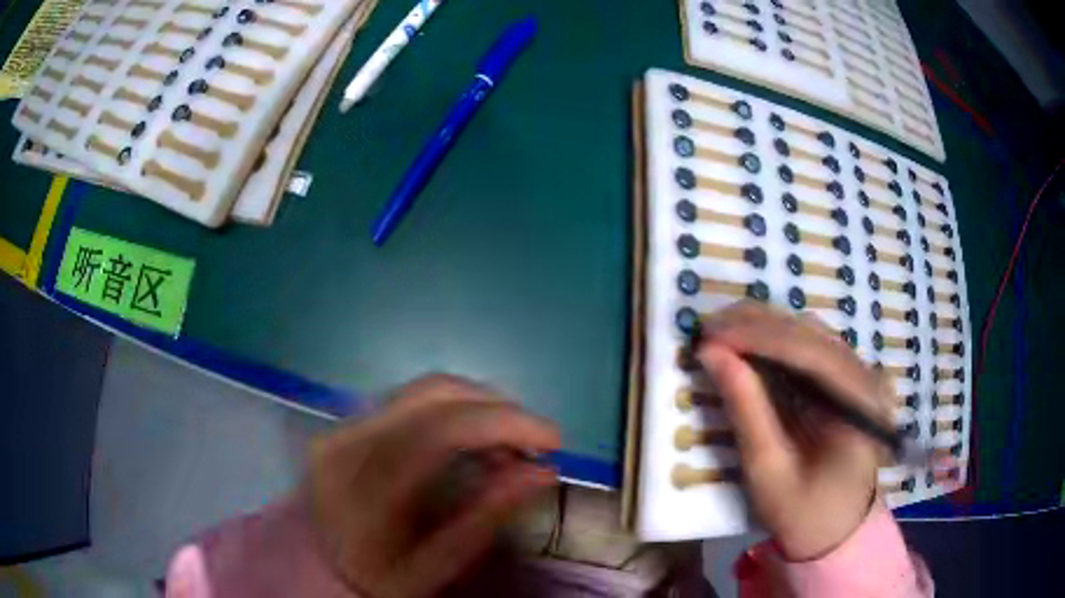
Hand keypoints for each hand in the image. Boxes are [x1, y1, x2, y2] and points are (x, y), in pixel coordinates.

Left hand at [306, 374, 560, 597]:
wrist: (317, 567)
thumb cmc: (378, 577)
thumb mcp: (435, 567)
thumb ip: (485, 519)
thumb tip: (542, 472)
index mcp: (366, 488)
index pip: (442, 431)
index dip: (506, 423)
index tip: (554, 440)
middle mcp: (347, 441)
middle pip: (433, 393)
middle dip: (497, 407)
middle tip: (535, 439)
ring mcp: (341, 426)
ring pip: (422, 388)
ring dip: (477, 404)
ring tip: (509, 440)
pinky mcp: (344, 422)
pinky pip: (408, 400)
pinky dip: (452, 409)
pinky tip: (472, 437)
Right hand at [697, 302, 889, 560]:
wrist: (837, 530)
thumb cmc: (804, 513)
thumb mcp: (769, 472)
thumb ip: (746, 411)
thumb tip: (712, 355)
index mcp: (860, 405)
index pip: (810, 353)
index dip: (758, 337)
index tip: (710, 335)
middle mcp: (866, 378)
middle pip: (811, 334)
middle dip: (756, 325)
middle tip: (705, 327)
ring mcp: (859, 374)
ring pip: (808, 333)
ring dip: (762, 327)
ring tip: (719, 332)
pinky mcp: (845, 378)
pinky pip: (808, 347)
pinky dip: (773, 341)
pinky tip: (745, 344)